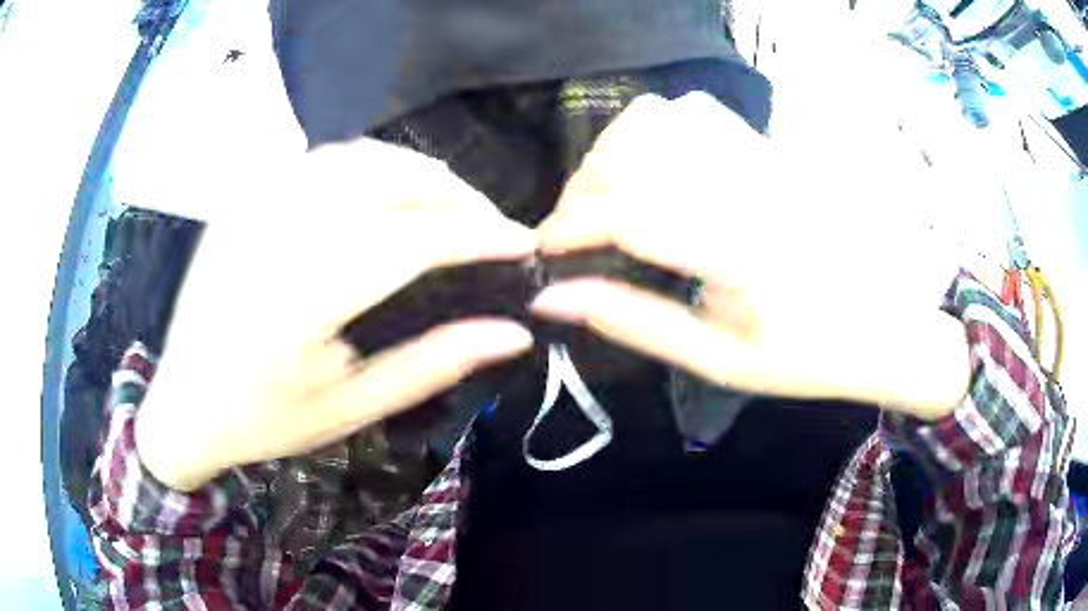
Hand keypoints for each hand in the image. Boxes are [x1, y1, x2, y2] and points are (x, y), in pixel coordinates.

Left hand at [136, 139, 535, 490]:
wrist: (183, 404)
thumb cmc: (264, 419)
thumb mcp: (352, 407)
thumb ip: (434, 363)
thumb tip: (513, 332)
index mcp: (301, 298)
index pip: (412, 241)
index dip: (477, 236)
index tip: (524, 242)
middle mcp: (276, 233)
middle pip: (389, 181)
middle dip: (456, 196)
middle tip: (490, 225)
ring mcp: (254, 204)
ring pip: (358, 157)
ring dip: (416, 172)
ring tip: (448, 205)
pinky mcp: (244, 198)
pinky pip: (320, 159)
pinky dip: (370, 164)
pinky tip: (386, 191)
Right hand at [533, 94, 968, 418]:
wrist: (879, 327)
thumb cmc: (802, 357)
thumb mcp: (715, 361)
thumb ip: (633, 322)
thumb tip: (554, 299)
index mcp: (740, 255)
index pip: (629, 213)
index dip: (570, 226)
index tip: (544, 251)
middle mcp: (749, 190)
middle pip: (633, 157)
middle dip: (581, 192)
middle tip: (573, 233)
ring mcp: (763, 160)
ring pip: (658, 120)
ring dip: (613, 156)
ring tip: (609, 198)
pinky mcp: (771, 149)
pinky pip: (695, 111)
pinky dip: (655, 130)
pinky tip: (656, 168)